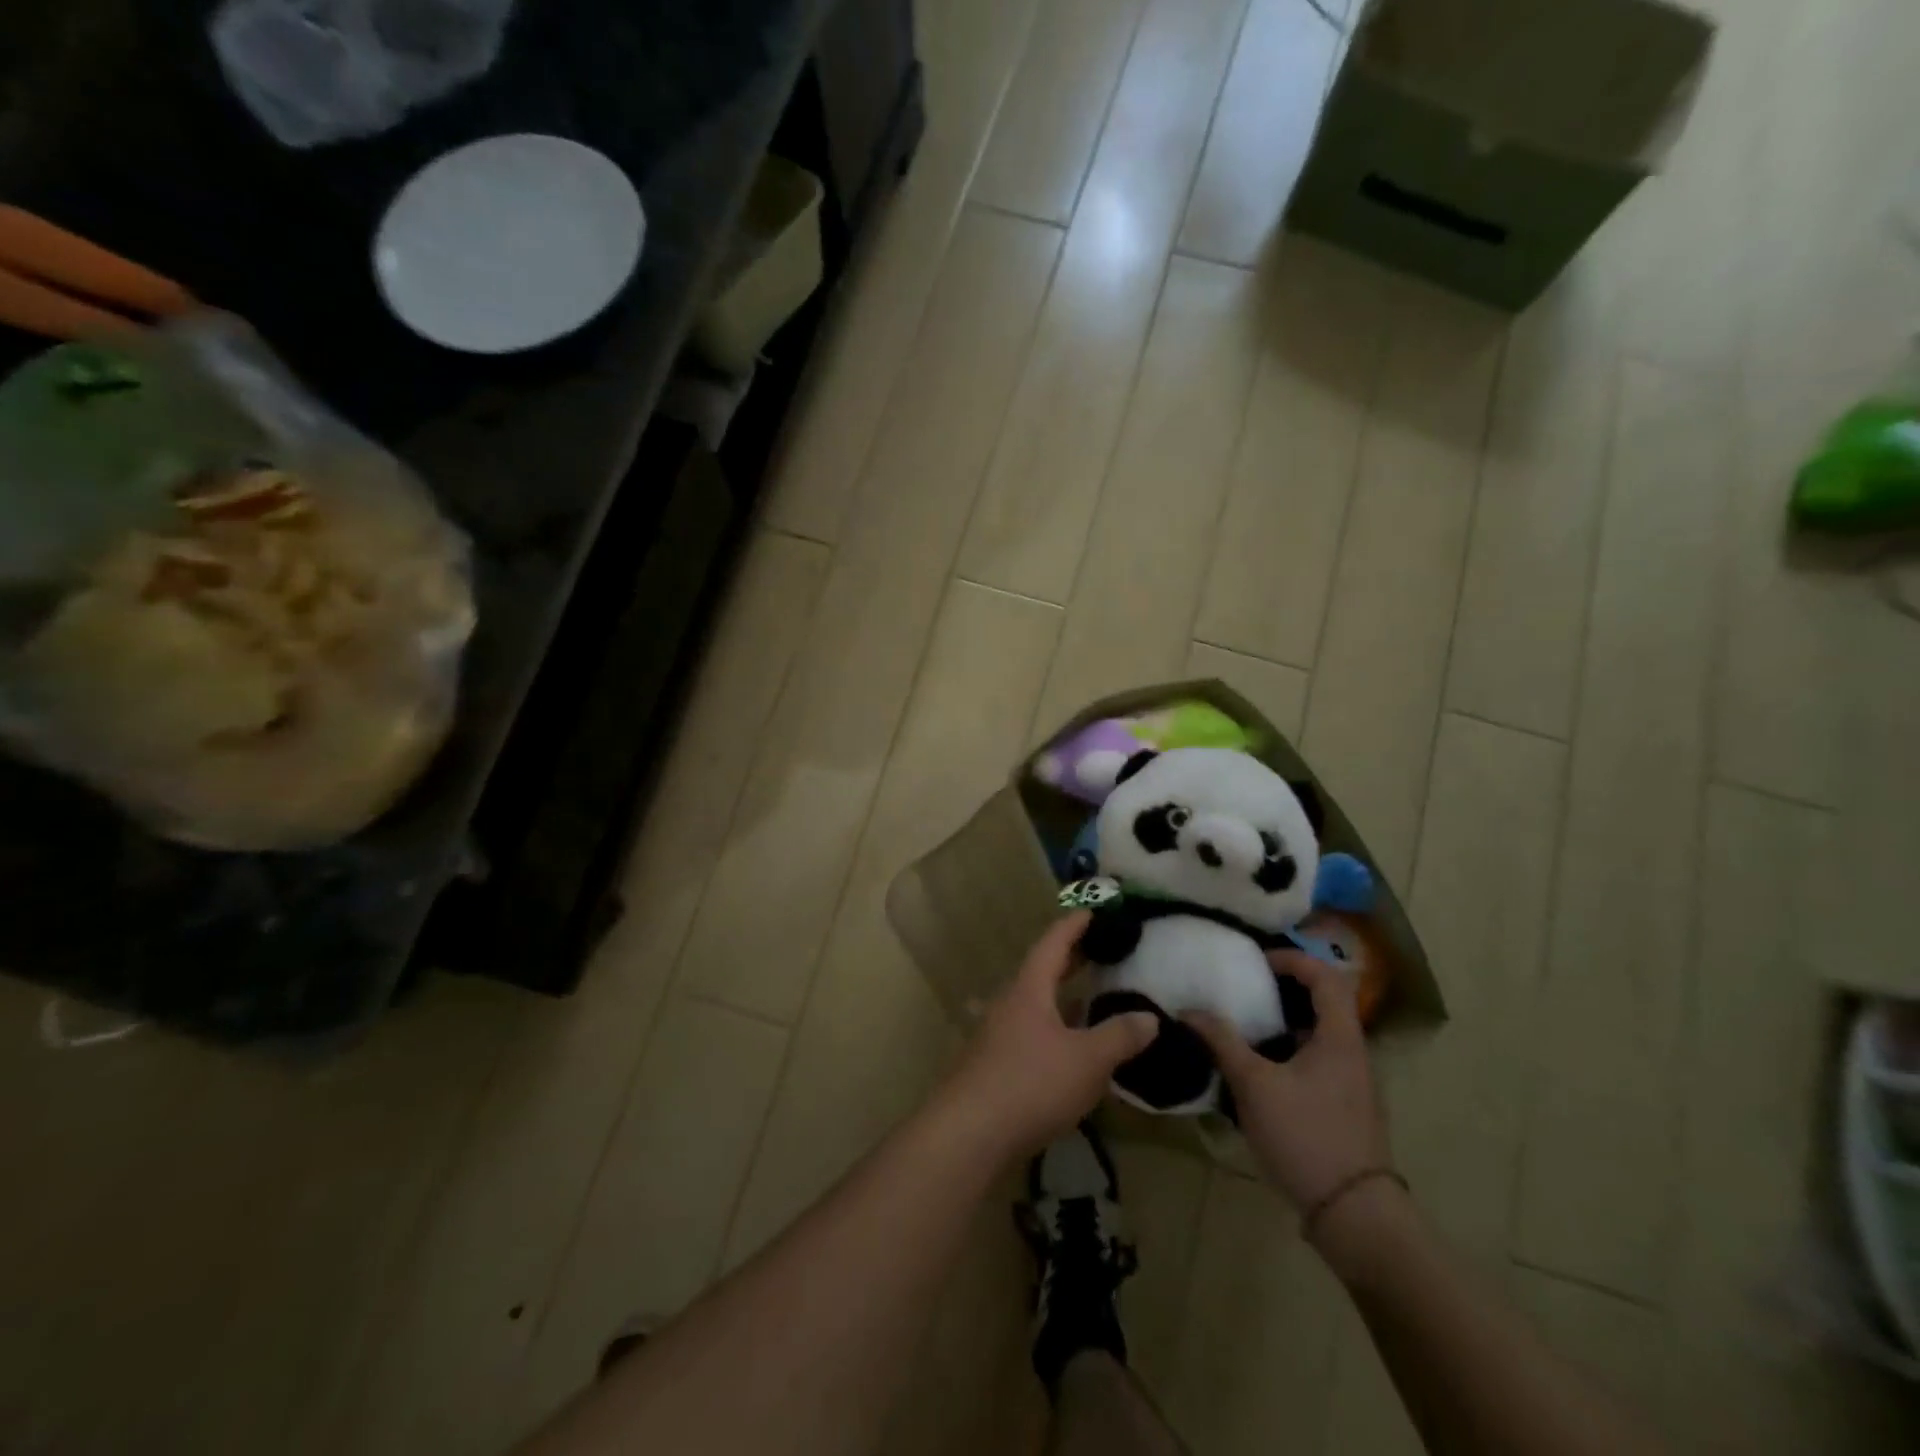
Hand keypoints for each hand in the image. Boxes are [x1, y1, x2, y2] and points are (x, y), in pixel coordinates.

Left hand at [939, 911, 1158, 1162]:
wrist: (970, 1132)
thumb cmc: (1031, 1083)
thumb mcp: (1087, 1060)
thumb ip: (1119, 1037)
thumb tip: (1149, 1018)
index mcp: (1029, 989)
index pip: (1052, 944)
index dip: (1073, 925)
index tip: (1091, 910)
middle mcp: (1010, 1003)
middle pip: (1041, 971)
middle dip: (1070, 959)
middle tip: (1099, 950)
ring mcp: (998, 1034)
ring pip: (1035, 1004)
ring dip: (1062, 998)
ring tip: (1091, 999)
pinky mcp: (994, 1064)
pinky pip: (1030, 1032)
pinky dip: (1054, 1028)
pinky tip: (1070, 1049)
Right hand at [1187, 951, 1389, 1213]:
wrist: (1354, 1214)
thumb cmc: (1306, 1136)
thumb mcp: (1254, 1085)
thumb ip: (1222, 1042)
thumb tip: (1189, 1010)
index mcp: (1340, 1037)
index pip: (1326, 976)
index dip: (1293, 959)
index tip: (1256, 961)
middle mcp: (1351, 1053)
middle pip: (1323, 1002)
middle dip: (1283, 989)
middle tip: (1243, 988)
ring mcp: (1350, 1083)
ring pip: (1317, 1034)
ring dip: (1282, 1022)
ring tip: (1242, 1024)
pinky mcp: (1343, 1107)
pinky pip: (1314, 1060)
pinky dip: (1287, 1051)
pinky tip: (1256, 1069)